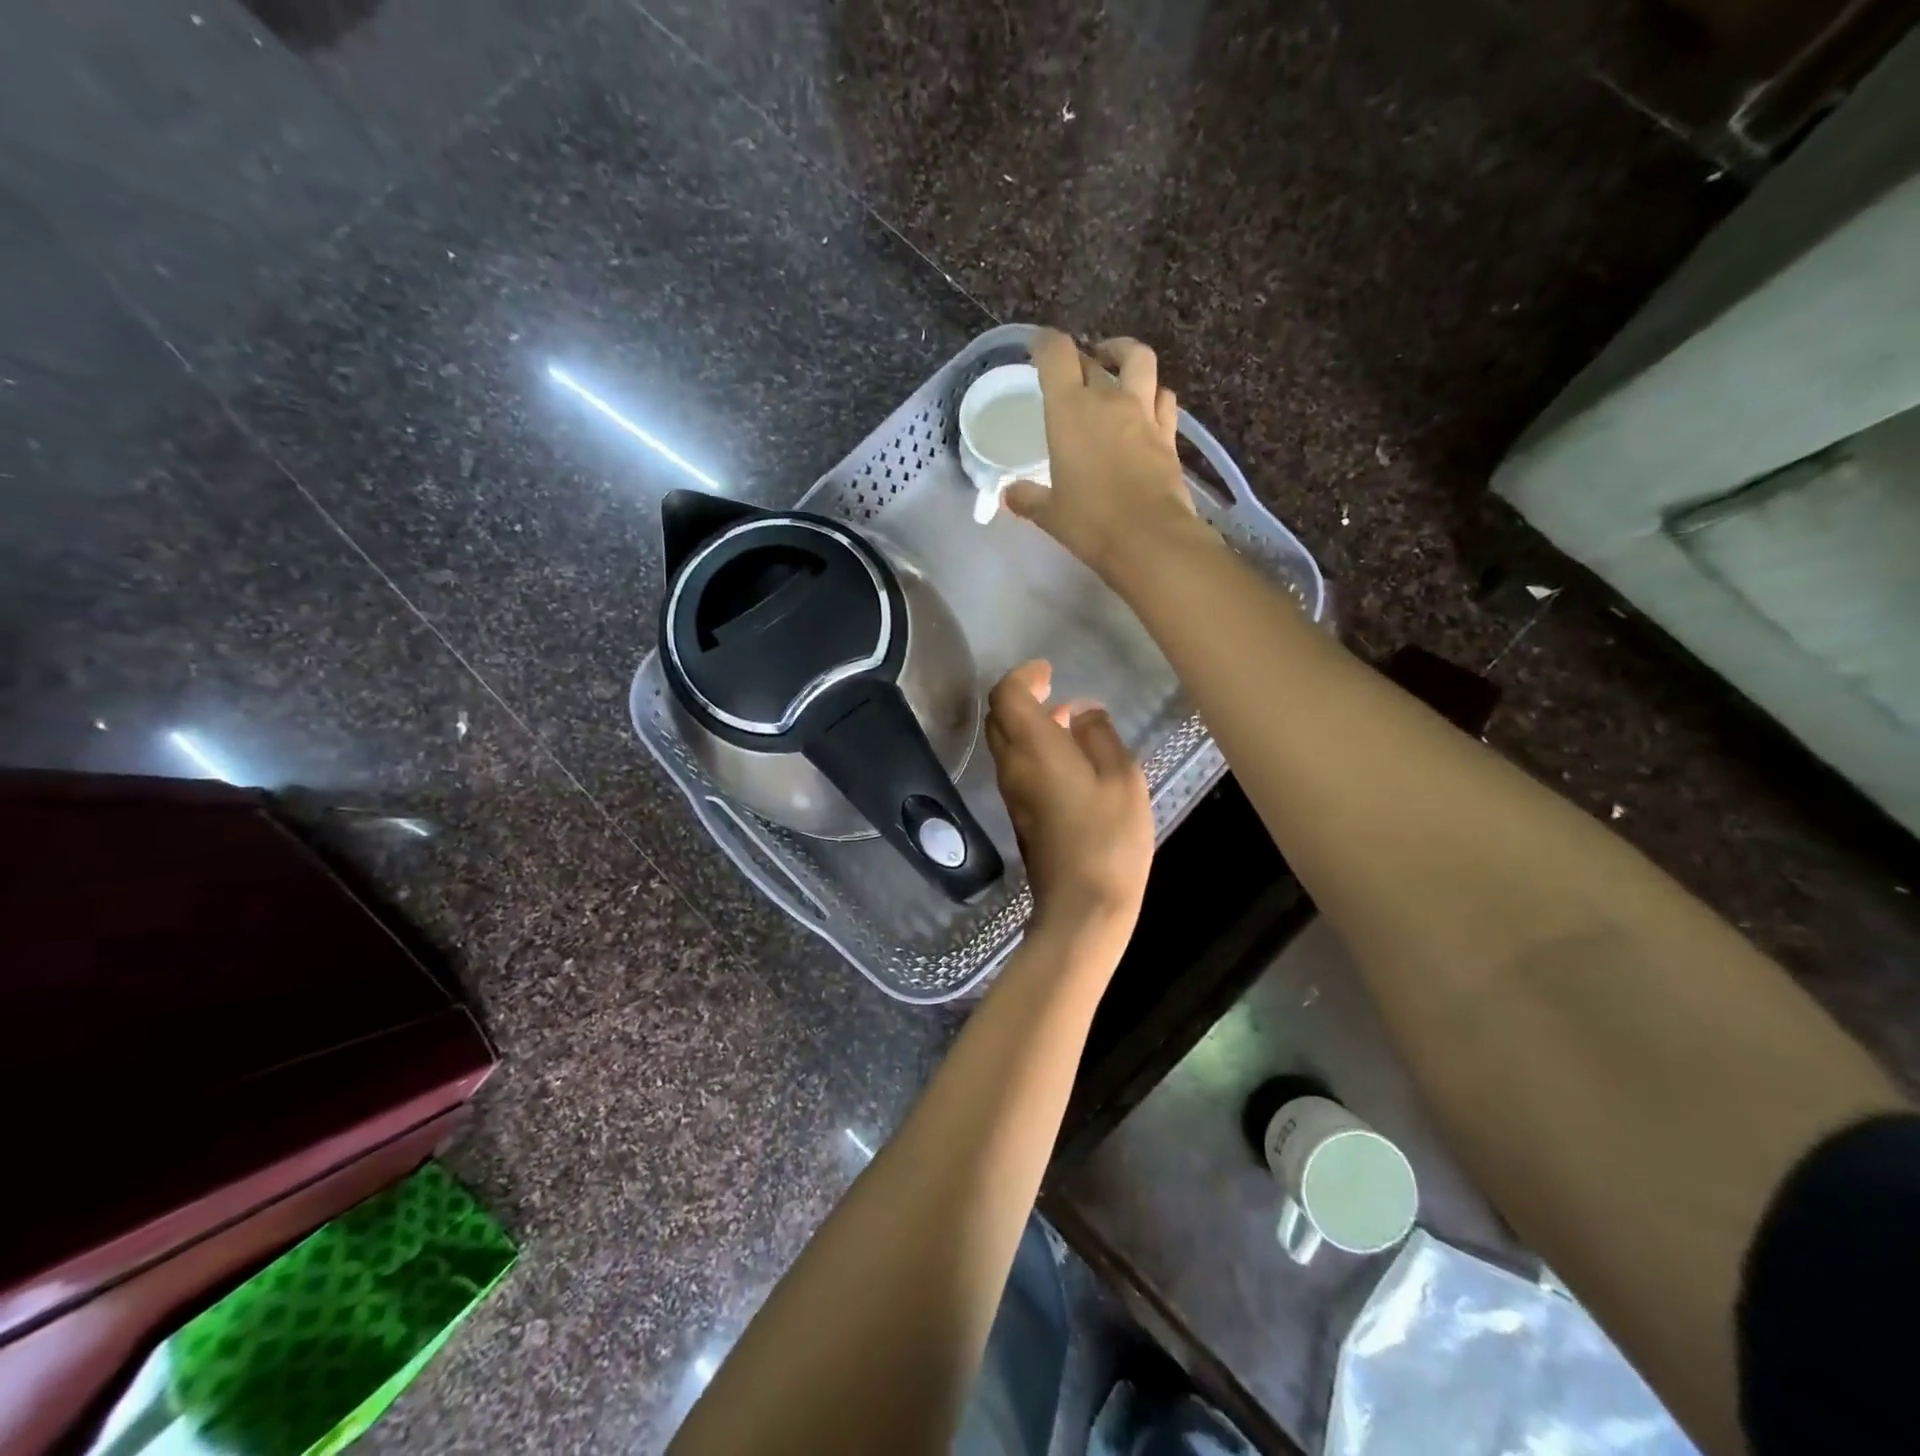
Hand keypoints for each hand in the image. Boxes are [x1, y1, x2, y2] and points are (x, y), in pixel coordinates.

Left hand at [985, 660, 1153, 949]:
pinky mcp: (1019, 815)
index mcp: (1033, 748)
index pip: (1006, 695)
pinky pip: (1017, 767)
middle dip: (1020, 696)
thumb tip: (1082, 712)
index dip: (1023, 676)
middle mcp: (1012, 766)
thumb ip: (1099, 736)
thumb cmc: (1108, 837)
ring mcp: (1012, 793)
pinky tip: (1067, 756)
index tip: (1047, 671)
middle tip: (1051, 688)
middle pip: (999, 717)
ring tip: (1066, 718)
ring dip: (1027, 723)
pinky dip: (1032, 748)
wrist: (1082, 906)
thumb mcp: (1121, 778)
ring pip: (1006, 743)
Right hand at [1006, 330, 1206, 581]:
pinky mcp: (1168, 435)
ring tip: (1115, 367)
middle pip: (1094, 357)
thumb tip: (1009, 495)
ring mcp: (1144, 414)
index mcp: (1070, 410)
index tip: (1037, 349)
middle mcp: (1108, 400)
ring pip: (1140, 361)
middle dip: (1081, 356)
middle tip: (1072, 369)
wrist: (1150, 539)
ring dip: (1125, 356)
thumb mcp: (1050, 514)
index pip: (1056, 354)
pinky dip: (1153, 394)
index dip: (1045, 343)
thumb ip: (1027, 498)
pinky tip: (1145, 406)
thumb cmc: (1090, 523)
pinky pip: (1163, 398)